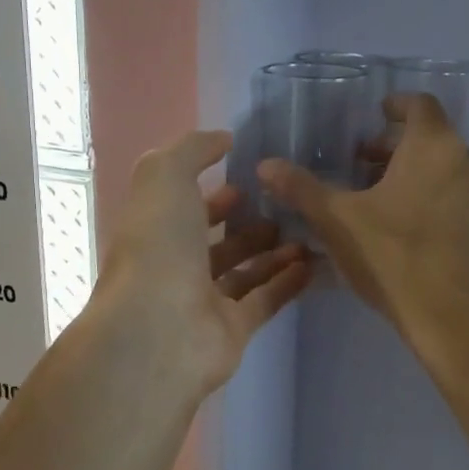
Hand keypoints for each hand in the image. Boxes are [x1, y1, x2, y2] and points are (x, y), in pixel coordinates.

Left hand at [92, 130, 310, 398]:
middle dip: (247, 223)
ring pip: (243, 272)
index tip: (249, 178)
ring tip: (307, 231)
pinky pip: (264, 301)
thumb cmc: (158, 247)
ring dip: (273, 251)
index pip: (184, 207)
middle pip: (215, 242)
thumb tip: (223, 139)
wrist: (160, 330)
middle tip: (286, 206)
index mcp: (155, 230)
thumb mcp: (165, 176)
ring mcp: (203, 301)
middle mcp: (175, 266)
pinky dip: (287, 282)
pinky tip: (314, 263)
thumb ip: (192, 149)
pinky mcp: (232, 331)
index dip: (213, 192)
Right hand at [259, 95, 468, 344]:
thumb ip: (301, 188)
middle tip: (363, 167)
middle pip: (432, 139)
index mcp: (435, 146)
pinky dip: (437, 202)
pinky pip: (461, 200)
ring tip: (382, 202)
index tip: (375, 116)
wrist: (456, 320)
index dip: (395, 106)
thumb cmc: (394, 257)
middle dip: (396, 148)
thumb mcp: (337, 221)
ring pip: (448, 171)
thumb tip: (266, 165)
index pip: (419, 104)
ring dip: (417, 176)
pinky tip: (410, 233)